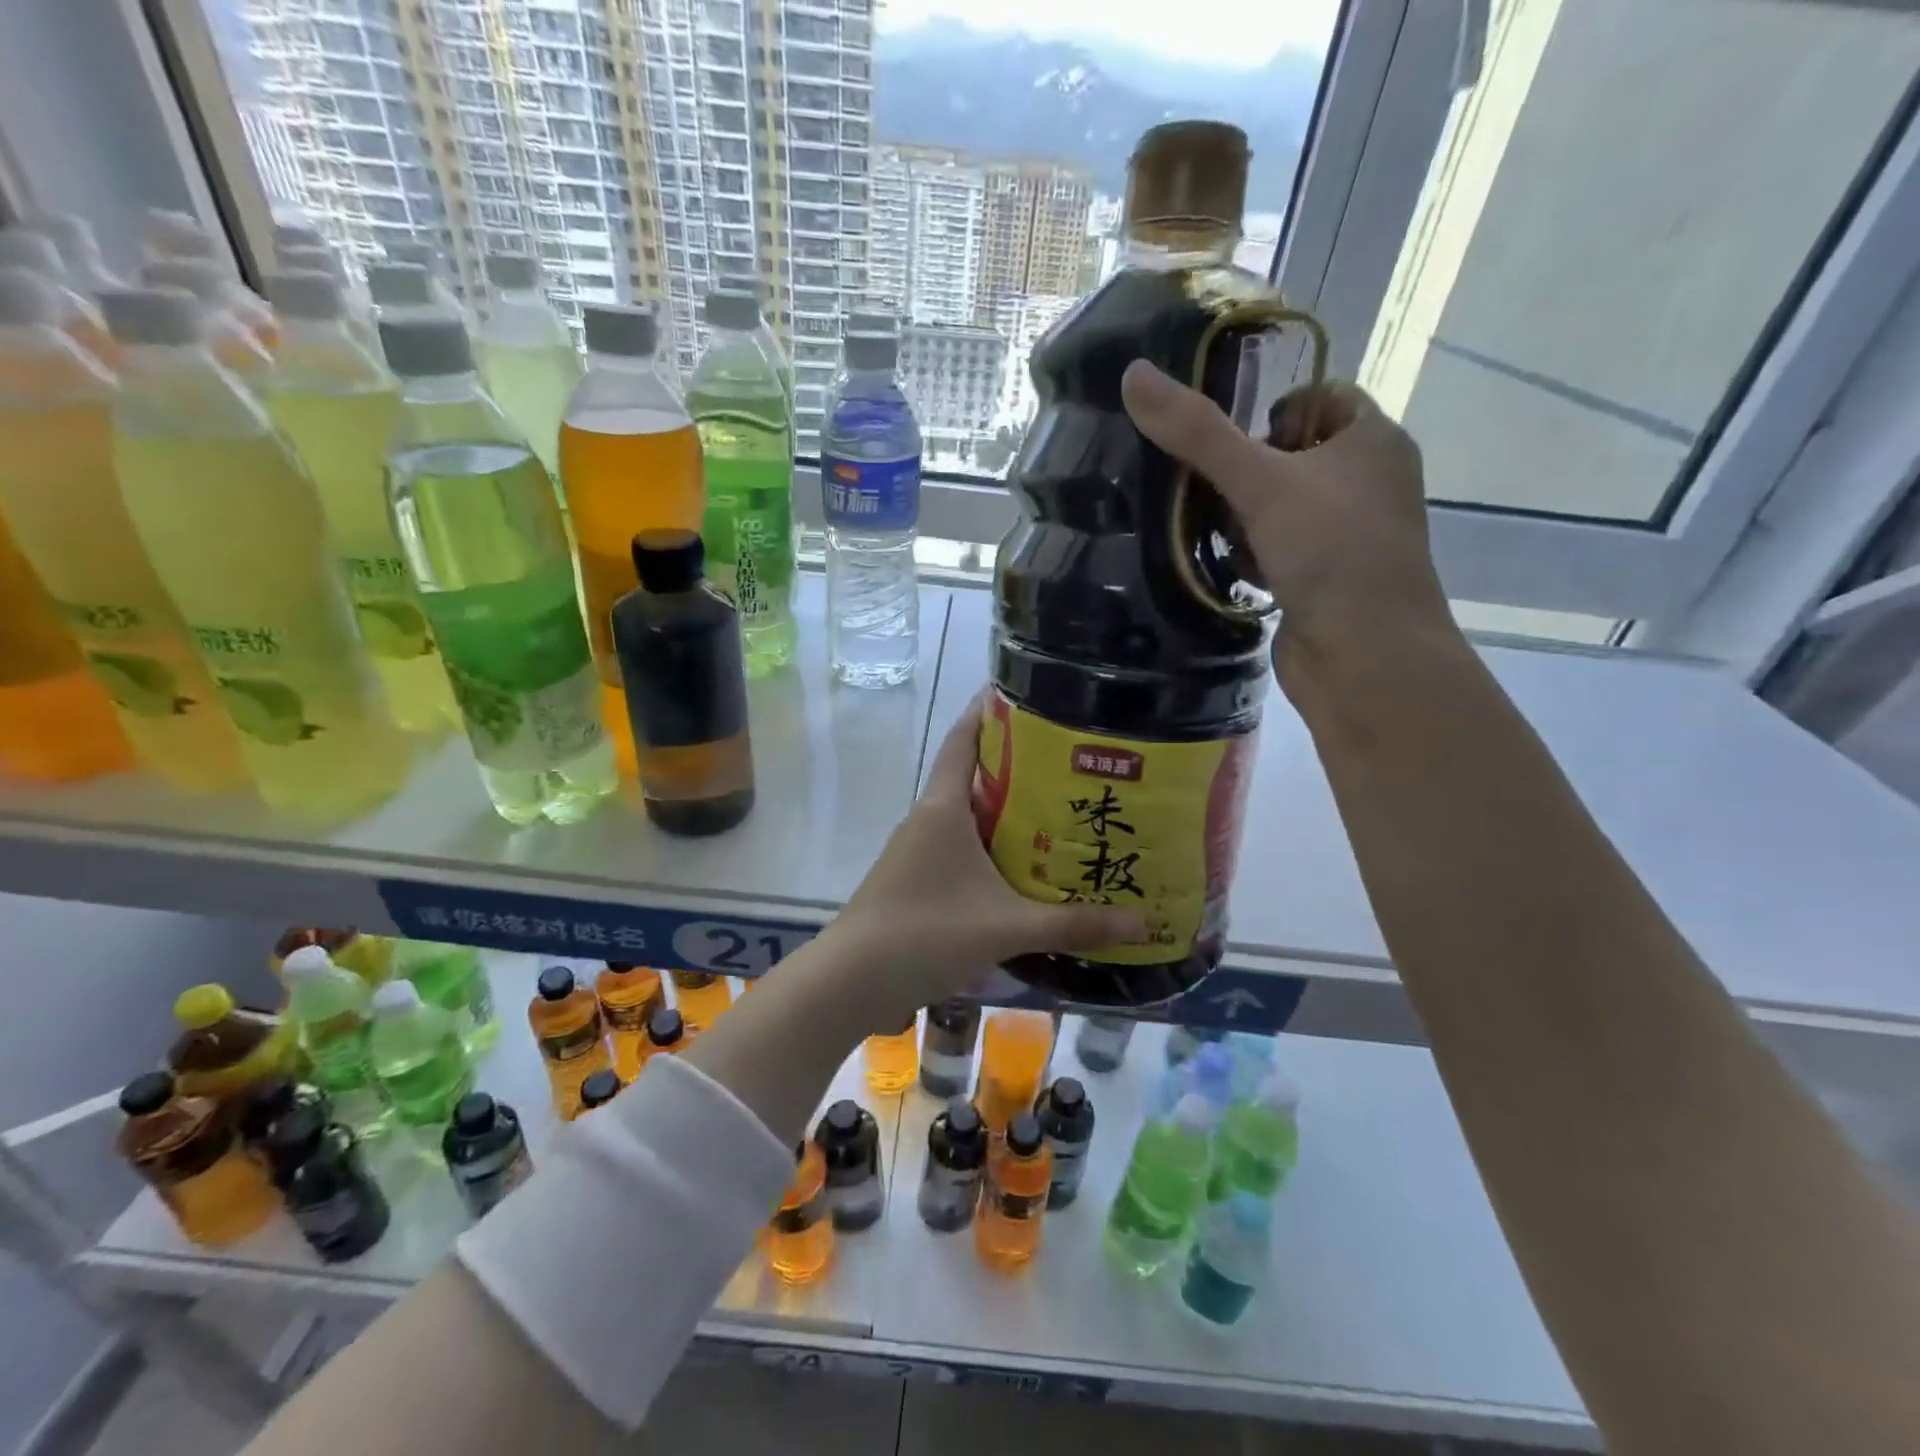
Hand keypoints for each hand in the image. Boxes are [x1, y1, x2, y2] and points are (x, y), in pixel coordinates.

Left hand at [822, 698, 1147, 1019]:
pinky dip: (989, 845)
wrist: (850, 980)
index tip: (1024, 691)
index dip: (987, 711)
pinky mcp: (914, 879)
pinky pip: (958, 846)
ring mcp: (916, 850)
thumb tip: (1140, 924)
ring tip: (1057, 809)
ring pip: (966, 815)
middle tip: (1069, 760)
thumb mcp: (1007, 927)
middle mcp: (927, 819)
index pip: (962, 739)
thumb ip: (1073, 923)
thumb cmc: (926, 933)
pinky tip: (1020, 867)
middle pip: (972, 775)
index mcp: (943, 808)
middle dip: (1016, 765)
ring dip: (1004, 809)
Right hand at [1120, 360, 1456, 693]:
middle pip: (1291, 456)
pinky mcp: (1326, 582)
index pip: (1321, 397)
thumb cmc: (1329, 552)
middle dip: (1245, 472)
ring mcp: (1349, 537)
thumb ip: (1197, 432)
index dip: (1272, 410)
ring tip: (1215, 533)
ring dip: (1243, 519)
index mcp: (1373, 441)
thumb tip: (1133, 374)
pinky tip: (1232, 569)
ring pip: (1281, 508)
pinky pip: (1280, 552)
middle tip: (1209, 491)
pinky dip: (1254, 556)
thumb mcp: (1260, 481)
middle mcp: (1368, 483)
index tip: (1228, 441)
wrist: (1365, 656)